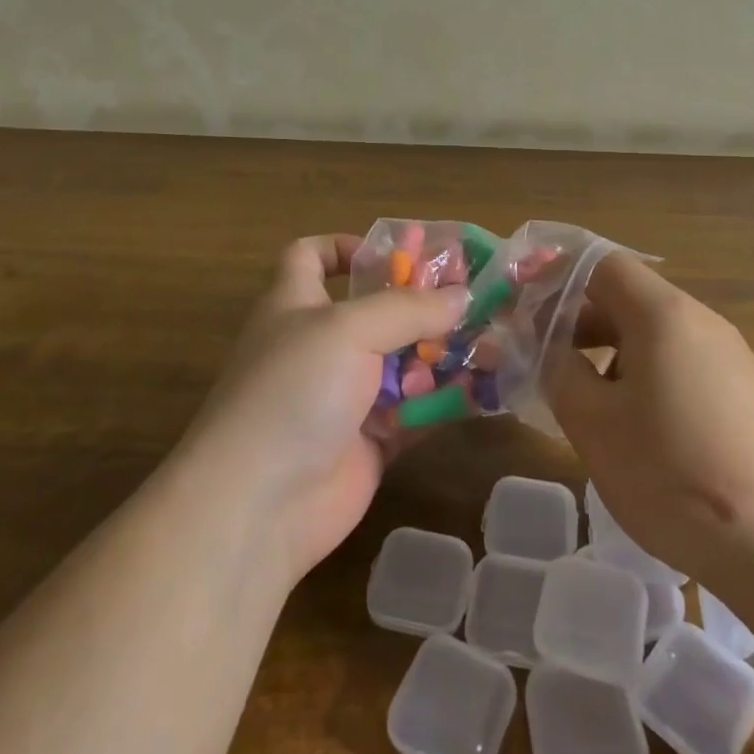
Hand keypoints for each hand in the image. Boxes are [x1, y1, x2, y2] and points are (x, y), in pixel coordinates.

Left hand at [184, 235, 467, 584]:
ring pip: (403, 362)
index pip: (312, 256)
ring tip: (494, 344)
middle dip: (424, 303)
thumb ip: (408, 308)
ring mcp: (346, 395)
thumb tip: (462, 297)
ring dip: (445, 353)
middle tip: (476, 298)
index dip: (346, 247)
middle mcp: (322, 345)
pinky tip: (485, 390)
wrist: (259, 506)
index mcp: (298, 304)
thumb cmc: (294, 392)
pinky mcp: (370, 440)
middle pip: (378, 310)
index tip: (395, 254)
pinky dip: (447, 400)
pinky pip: (416, 410)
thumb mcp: (348, 330)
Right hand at [544, 254, 753, 587]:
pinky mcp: (746, 396)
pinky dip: (643, 378)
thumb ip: (557, 370)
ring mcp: (731, 359)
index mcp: (663, 314)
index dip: (556, 276)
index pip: (601, 265)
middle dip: (576, 320)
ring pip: (653, 336)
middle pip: (627, 298)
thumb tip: (544, 344)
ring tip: (582, 400)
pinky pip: (681, 366)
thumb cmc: (675, 474)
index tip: (521, 305)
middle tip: (541, 357)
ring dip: (607, 353)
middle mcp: (701, 322)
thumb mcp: (594, 423)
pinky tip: (634, 430)